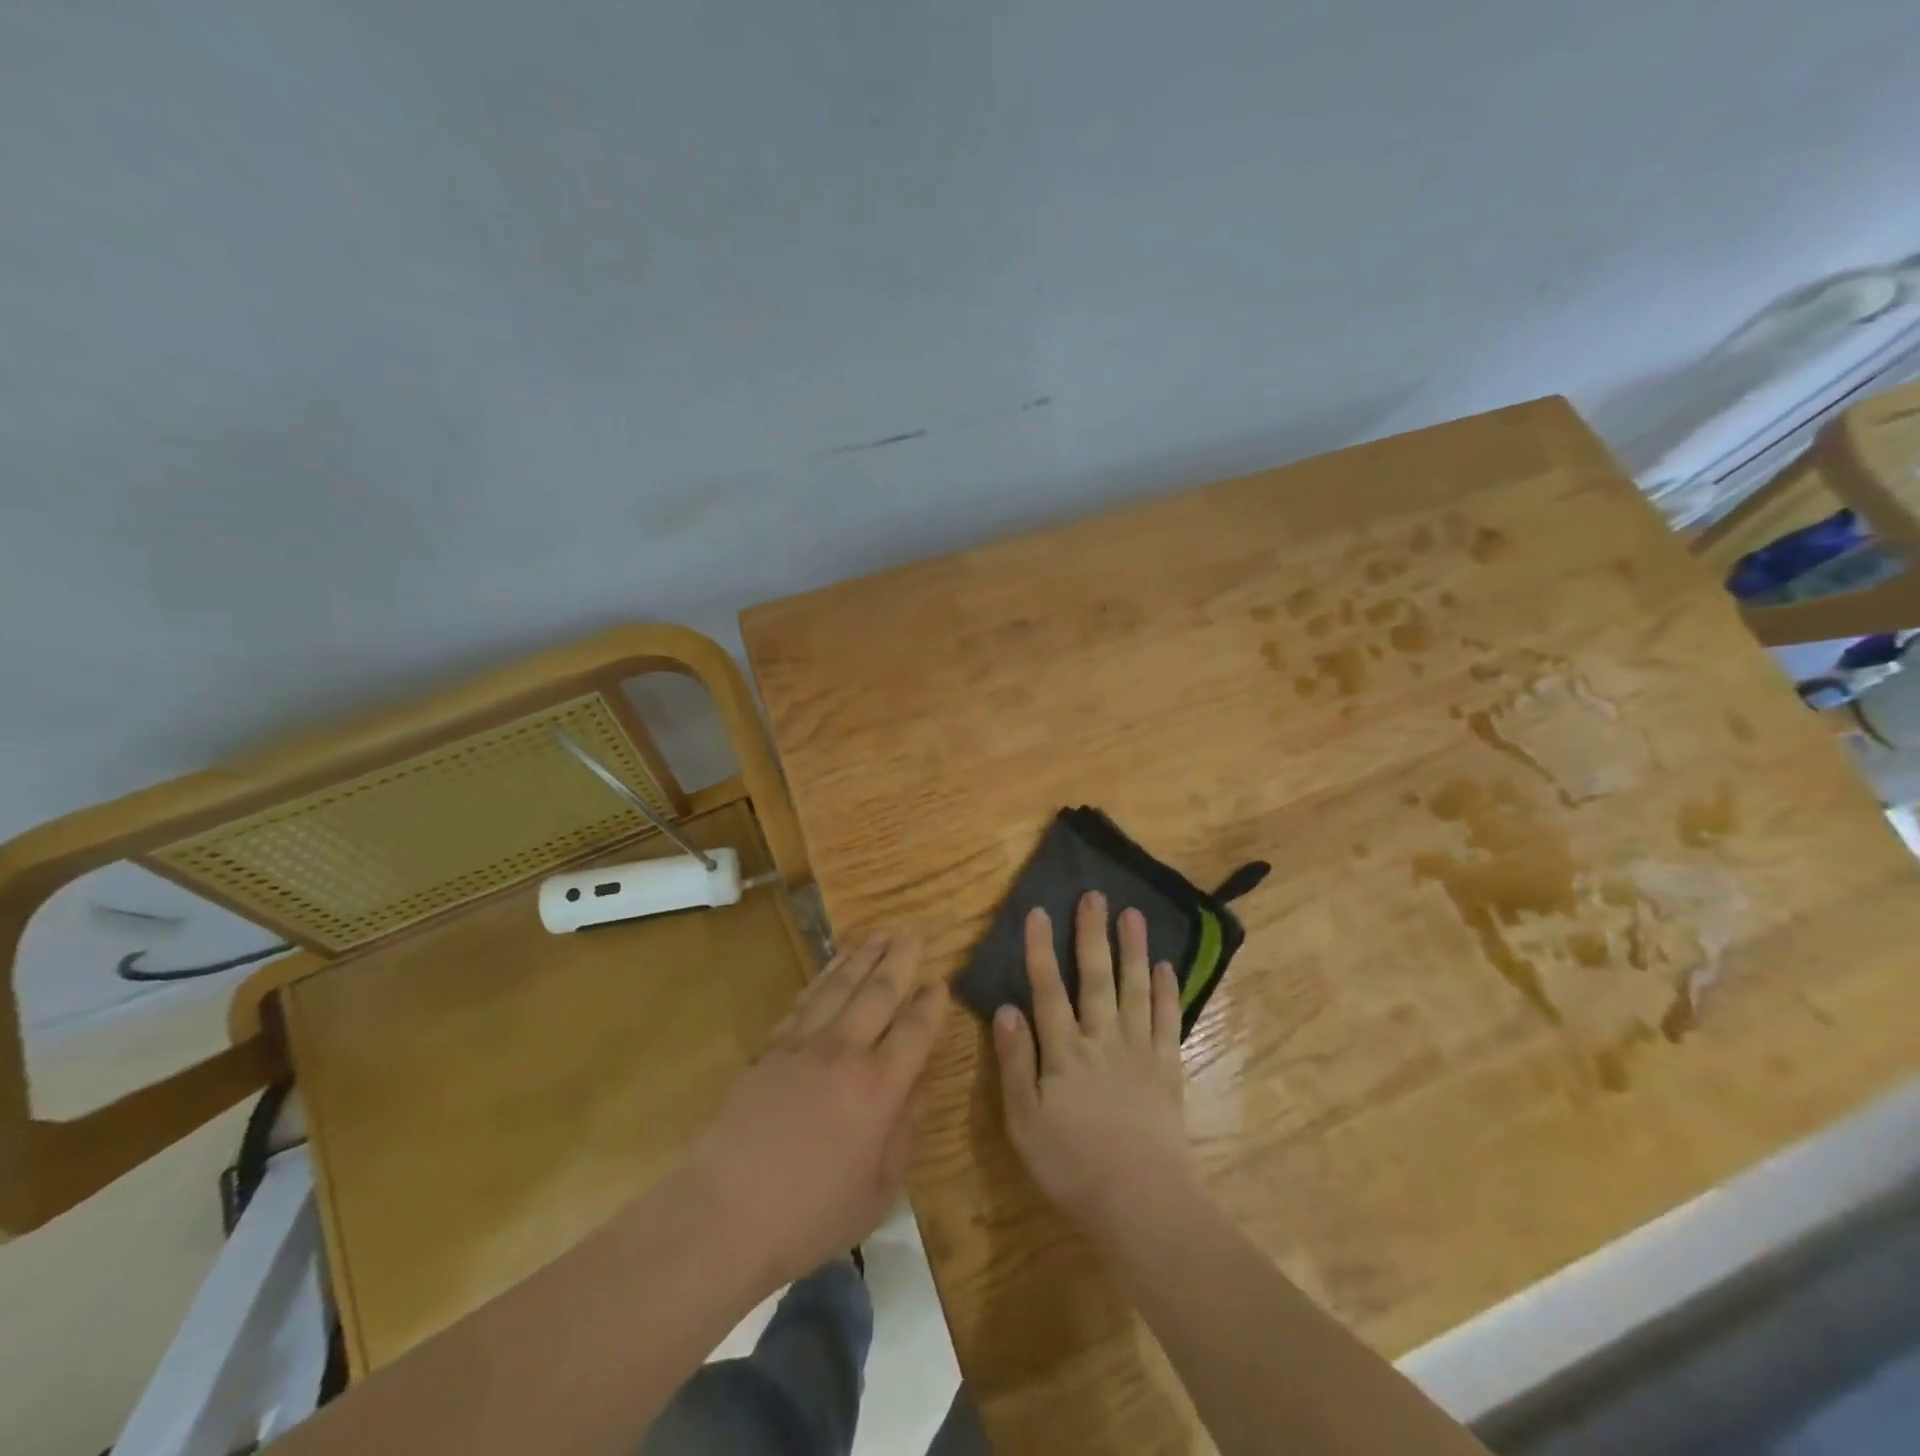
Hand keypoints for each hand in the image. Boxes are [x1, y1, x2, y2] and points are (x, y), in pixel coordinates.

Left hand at [685, 931, 945, 1288]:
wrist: (724, 1213)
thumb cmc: (809, 1215)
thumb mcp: (878, 1191)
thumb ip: (903, 1134)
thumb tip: (912, 1090)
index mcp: (879, 1087)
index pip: (915, 1030)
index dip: (932, 1004)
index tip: (940, 982)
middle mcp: (845, 1052)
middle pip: (879, 992)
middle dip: (900, 959)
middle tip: (914, 932)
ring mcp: (803, 1044)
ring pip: (840, 985)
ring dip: (863, 956)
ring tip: (880, 933)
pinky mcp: (770, 1047)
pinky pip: (805, 1000)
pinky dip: (823, 977)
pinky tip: (832, 967)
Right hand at [992, 893, 1195, 1239]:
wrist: (1142, 1201)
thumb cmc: (1072, 1165)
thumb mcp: (1024, 1120)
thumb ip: (1015, 1062)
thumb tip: (1005, 1008)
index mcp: (1064, 1051)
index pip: (1048, 989)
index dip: (1040, 950)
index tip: (1039, 911)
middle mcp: (1102, 1039)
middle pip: (1095, 978)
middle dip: (1092, 935)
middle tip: (1095, 896)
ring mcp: (1138, 1051)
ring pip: (1134, 989)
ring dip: (1133, 950)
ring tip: (1133, 914)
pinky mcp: (1167, 1069)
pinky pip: (1166, 1022)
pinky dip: (1165, 993)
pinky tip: (1165, 967)